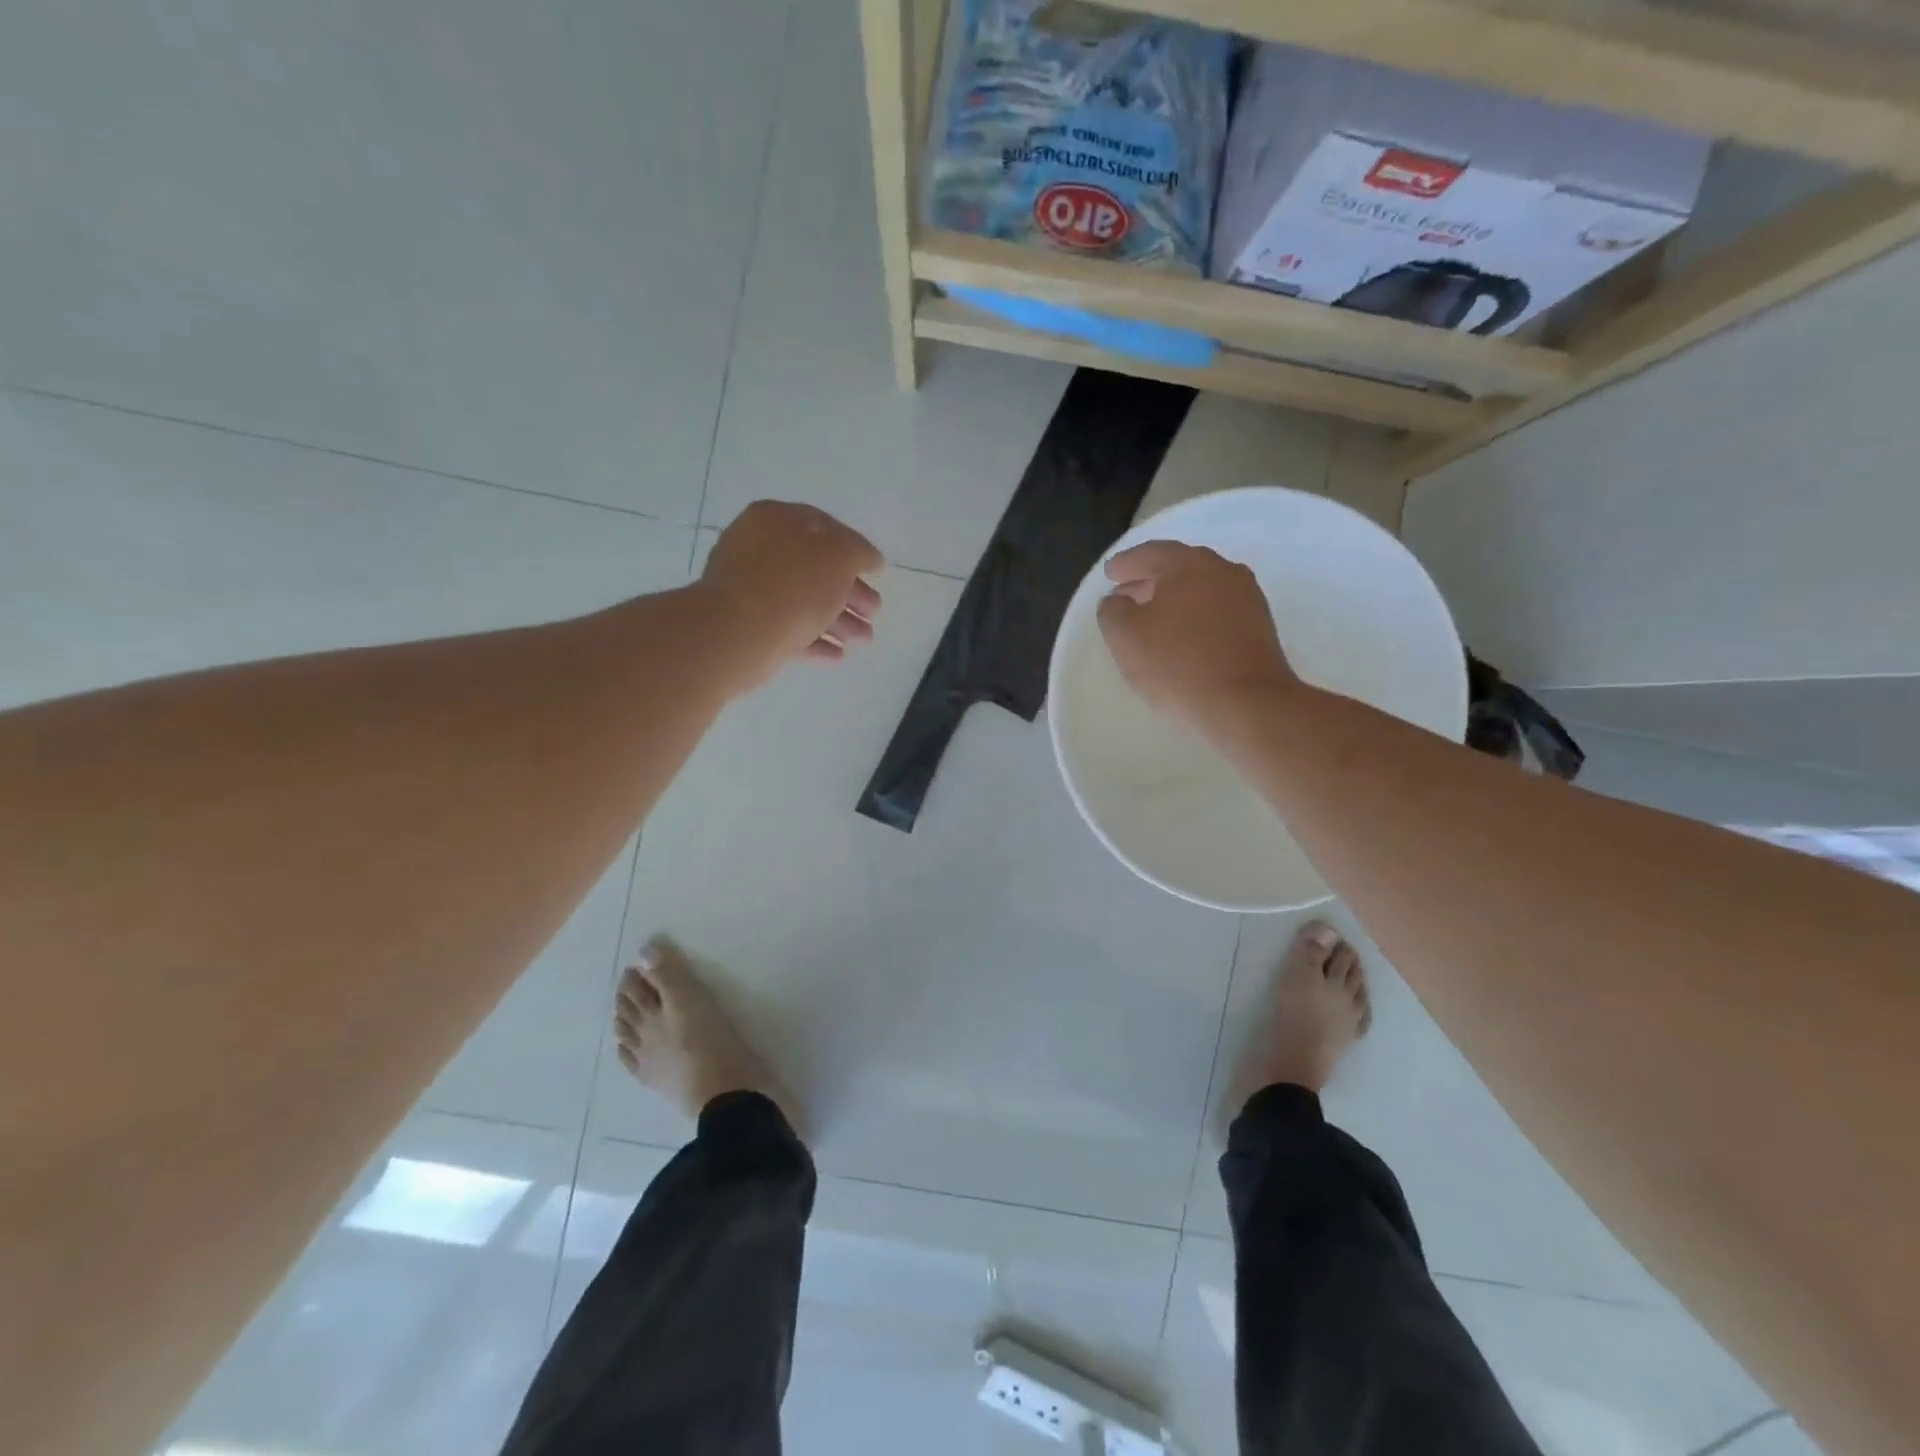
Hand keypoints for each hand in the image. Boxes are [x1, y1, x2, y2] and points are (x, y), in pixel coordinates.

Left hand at [700, 501, 883, 688]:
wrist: (738, 632)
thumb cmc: (793, 584)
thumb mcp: (840, 556)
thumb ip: (859, 552)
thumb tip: (869, 558)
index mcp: (776, 519)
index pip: (824, 527)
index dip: (855, 548)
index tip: (877, 572)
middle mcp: (759, 549)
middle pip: (815, 568)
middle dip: (851, 593)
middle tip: (874, 612)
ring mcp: (750, 590)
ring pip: (804, 601)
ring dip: (839, 621)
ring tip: (864, 641)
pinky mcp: (747, 626)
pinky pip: (788, 630)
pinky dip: (815, 641)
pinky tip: (838, 656)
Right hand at [1097, 541, 1297, 732]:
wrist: (1246, 703)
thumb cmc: (1177, 665)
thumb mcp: (1126, 637)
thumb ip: (1112, 611)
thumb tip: (1117, 601)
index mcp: (1188, 564)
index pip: (1150, 553)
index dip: (1126, 564)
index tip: (1110, 574)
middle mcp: (1222, 570)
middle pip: (1179, 567)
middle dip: (1150, 579)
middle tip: (1127, 594)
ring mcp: (1246, 597)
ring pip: (1201, 588)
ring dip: (1174, 599)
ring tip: (1153, 619)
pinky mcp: (1259, 625)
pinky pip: (1217, 610)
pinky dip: (1195, 615)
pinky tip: (1183, 637)